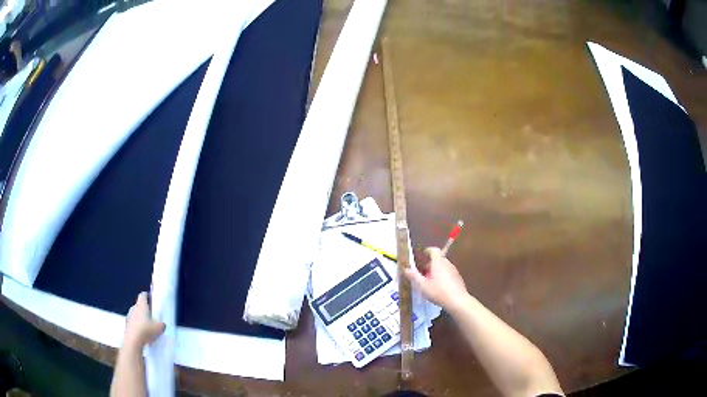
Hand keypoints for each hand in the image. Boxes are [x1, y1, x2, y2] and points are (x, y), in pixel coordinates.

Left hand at [123, 292, 164, 349]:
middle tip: (151, 314)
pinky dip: (138, 325)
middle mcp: (134, 309)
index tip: (151, 297)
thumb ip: (161, 325)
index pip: (143, 295)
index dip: (147, 295)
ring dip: (140, 317)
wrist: (133, 341)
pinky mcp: (127, 325)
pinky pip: (134, 322)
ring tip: (148, 325)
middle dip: (144, 308)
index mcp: (141, 306)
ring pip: (136, 314)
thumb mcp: (159, 328)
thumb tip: (162, 324)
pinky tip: (143, 333)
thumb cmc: (146, 331)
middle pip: (139, 305)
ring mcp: (129, 317)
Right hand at [404, 247, 468, 310]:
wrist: (458, 301)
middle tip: (423, 274)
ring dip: (436, 271)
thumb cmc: (438, 291)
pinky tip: (439, 288)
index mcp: (438, 263)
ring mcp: (454, 270)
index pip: (434, 250)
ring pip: (443, 266)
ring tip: (430, 282)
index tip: (422, 256)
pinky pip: (448, 273)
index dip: (428, 251)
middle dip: (430, 264)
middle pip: (438, 259)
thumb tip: (405, 269)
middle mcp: (447, 264)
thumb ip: (414, 276)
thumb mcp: (423, 285)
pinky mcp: (458, 278)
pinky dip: (443, 276)